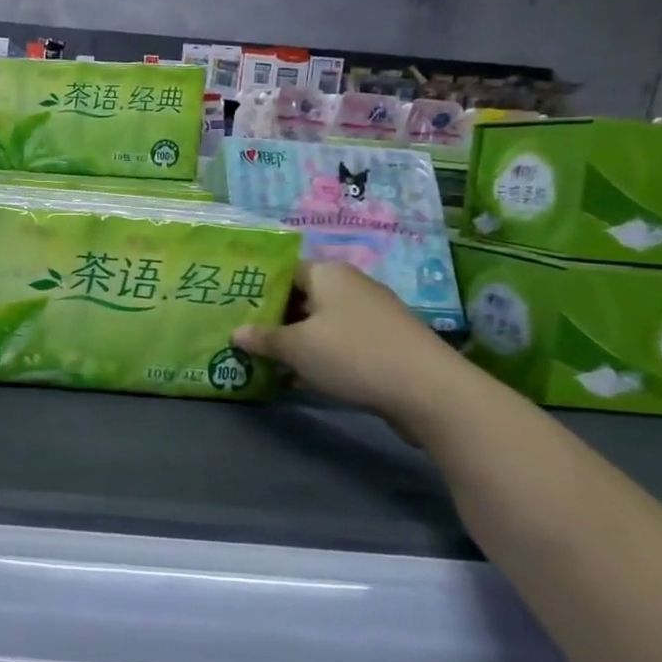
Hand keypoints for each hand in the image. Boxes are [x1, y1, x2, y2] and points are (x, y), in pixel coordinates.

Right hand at [232, 262, 467, 427]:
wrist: (429, 391)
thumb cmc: (352, 354)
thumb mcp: (296, 347)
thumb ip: (263, 338)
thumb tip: (237, 332)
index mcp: (328, 273)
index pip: (283, 269)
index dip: (256, 285)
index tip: (233, 304)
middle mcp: (350, 286)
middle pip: (301, 296)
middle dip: (272, 316)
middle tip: (241, 334)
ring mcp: (370, 314)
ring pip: (319, 322)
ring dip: (294, 339)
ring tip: (263, 358)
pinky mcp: (383, 342)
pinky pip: (339, 342)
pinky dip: (318, 355)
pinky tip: (299, 378)